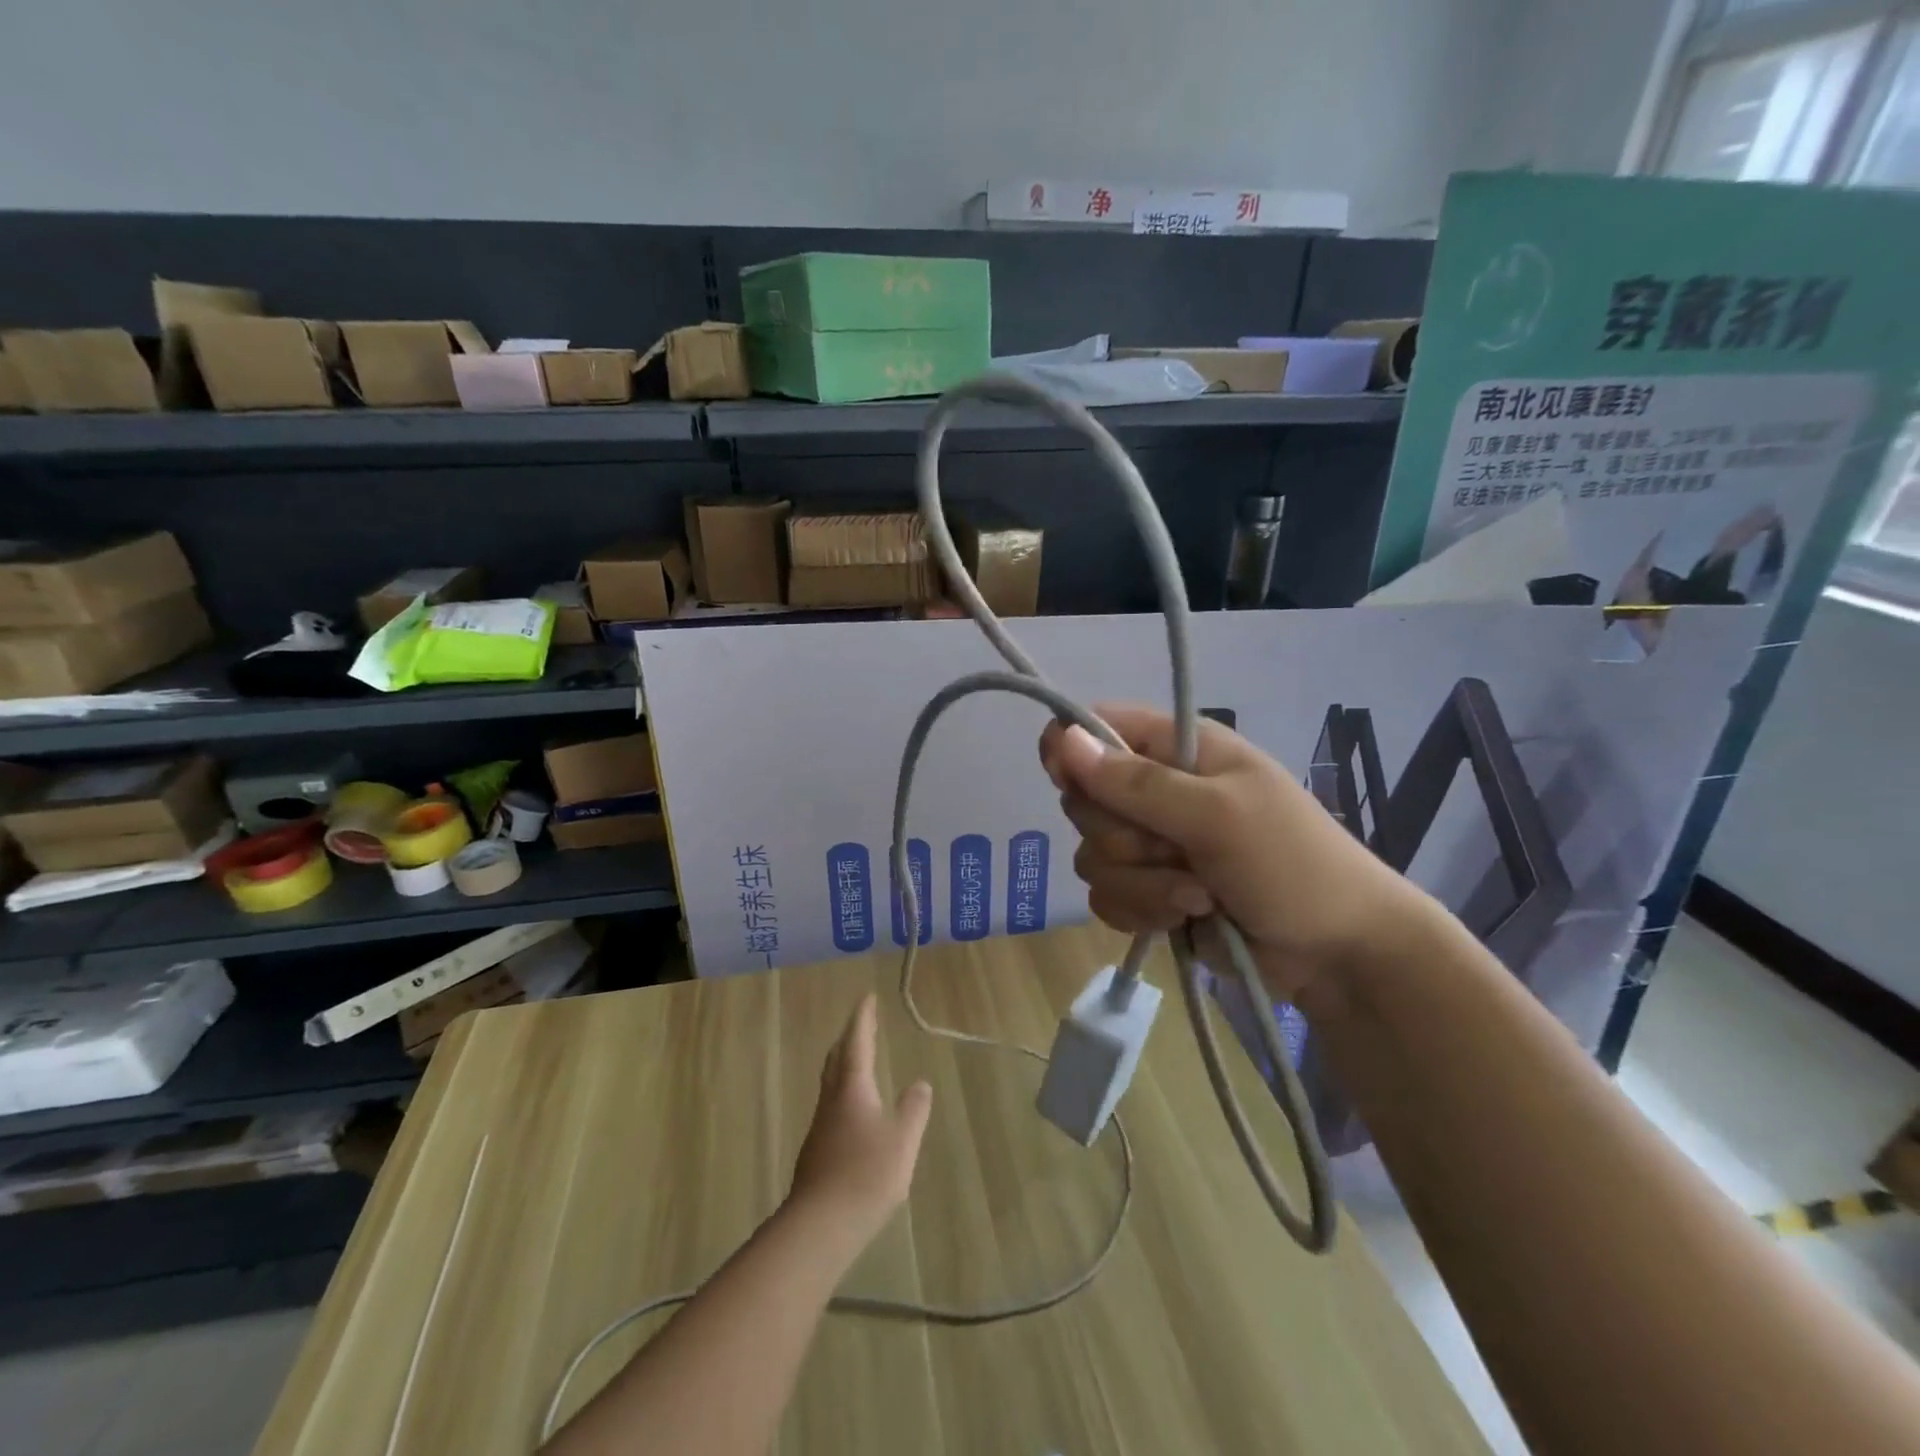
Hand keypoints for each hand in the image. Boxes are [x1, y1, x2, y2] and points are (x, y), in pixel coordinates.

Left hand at [789, 993, 932, 1247]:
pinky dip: (844, 1092)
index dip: (862, 1019)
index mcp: (852, 1088)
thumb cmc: (865, 1175)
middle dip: (850, 1038)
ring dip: (844, 1064)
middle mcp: (832, 1100)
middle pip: (837, 1059)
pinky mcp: (817, 1152)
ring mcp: (821, 1127)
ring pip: (831, 1083)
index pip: (857, 1043)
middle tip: (862, 1024)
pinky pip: (832, 1106)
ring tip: (859, 1061)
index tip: (867, 998)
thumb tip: (920, 1084)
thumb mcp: (902, 1140)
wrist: (819, 1226)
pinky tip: (854, 1111)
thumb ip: (914, 1110)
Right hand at [1040, 704, 1429, 1005]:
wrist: (1337, 953)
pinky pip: (1105, 897)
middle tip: (1173, 849)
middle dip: (1122, 837)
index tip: (1070, 784)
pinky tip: (1182, 918)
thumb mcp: (1217, 815)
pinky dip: (1140, 911)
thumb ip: (1137, 783)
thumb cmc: (1292, 864)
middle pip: (1083, 800)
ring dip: (1142, 884)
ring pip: (1092, 856)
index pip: (1096, 728)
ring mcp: (1151, 844)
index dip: (1072, 751)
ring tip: (1198, 896)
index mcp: (1178, 749)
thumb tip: (1061, 739)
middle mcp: (1156, 790)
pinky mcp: (1149, 891)